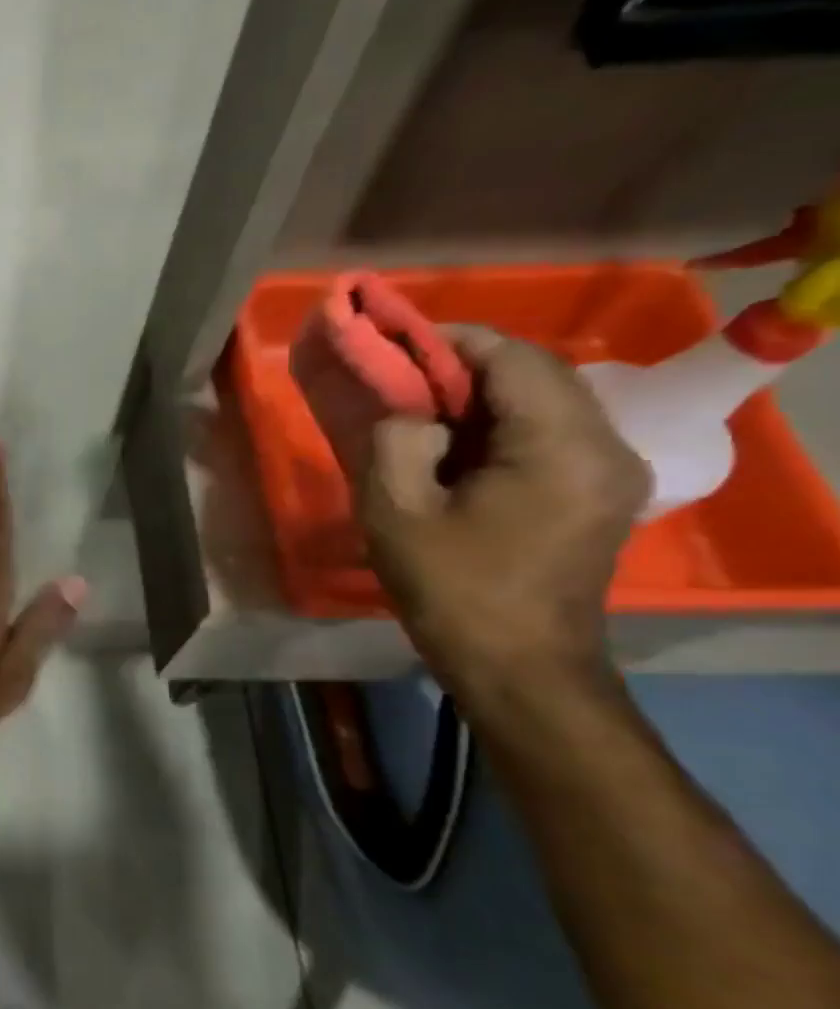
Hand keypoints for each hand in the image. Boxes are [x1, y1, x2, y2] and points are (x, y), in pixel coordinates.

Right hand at [359, 329, 648, 690]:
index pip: (515, 358)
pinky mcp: (600, 492)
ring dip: (483, 398)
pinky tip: (457, 451)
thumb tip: (412, 415)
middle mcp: (606, 446)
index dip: (453, 341)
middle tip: (401, 382)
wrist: (518, 667)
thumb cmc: (453, 590)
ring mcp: (612, 470)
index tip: (396, 343)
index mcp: (562, 447)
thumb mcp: (396, 513)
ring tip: (421, 416)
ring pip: (546, 402)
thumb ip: (396, 441)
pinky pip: (551, 434)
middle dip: (466, 368)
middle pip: (538, 374)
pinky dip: (501, 427)